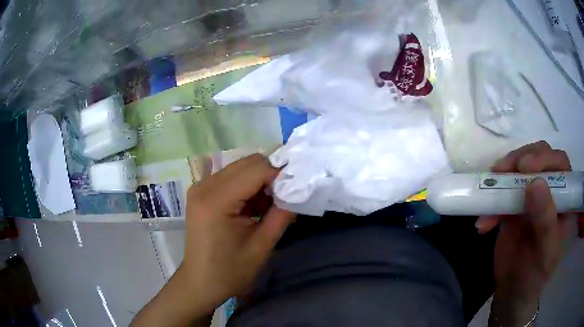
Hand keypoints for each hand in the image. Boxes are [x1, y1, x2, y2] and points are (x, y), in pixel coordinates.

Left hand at [184, 154, 295, 312]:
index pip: (256, 169)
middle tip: (283, 199)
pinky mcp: (201, 192)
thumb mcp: (262, 246)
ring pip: (240, 167)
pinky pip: (231, 177)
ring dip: (259, 181)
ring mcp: (200, 187)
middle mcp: (204, 186)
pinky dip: (247, 186)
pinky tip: (253, 207)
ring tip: (268, 206)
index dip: (280, 175)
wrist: (201, 282)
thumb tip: (298, 191)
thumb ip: (282, 215)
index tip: (295, 191)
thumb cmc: (230, 271)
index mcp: (215, 201)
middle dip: (270, 176)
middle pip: (247, 163)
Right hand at [475, 141, 571, 325]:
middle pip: (539, 157)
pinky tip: (483, 224)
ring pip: (519, 168)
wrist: (512, 290)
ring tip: (487, 193)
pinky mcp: (514, 203)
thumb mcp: (545, 252)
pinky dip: (490, 202)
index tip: (525, 167)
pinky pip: (501, 191)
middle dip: (520, 159)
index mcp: (564, 200)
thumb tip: (535, 183)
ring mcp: (531, 195)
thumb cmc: (535, 275)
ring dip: (502, 178)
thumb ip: (545, 220)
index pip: (560, 164)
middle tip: (503, 170)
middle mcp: (550, 191)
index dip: (545, 158)